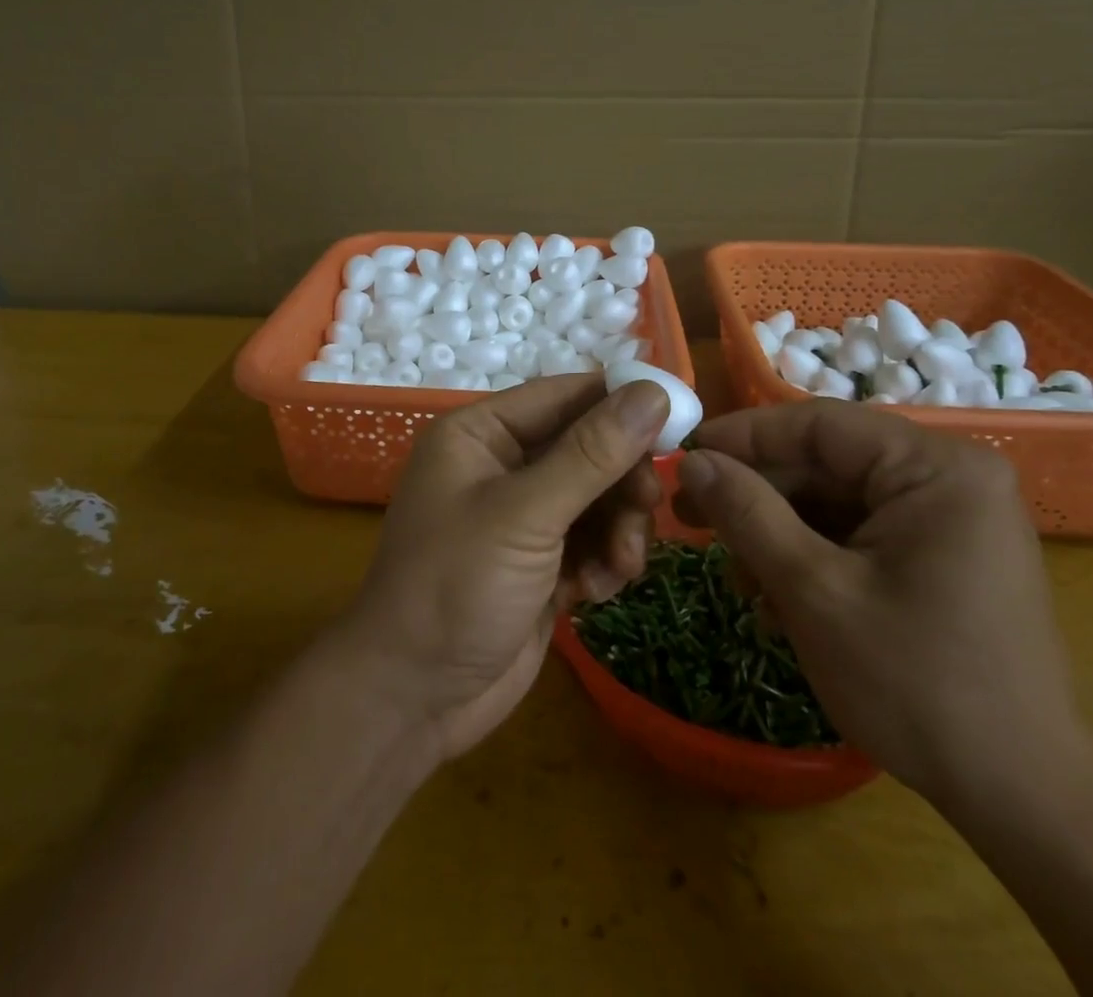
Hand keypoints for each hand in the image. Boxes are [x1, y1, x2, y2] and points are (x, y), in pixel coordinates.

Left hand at [336, 374, 670, 760]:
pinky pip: (593, 539)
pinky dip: (604, 560)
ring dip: (620, 527)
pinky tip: (595, 592)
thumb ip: (592, 454)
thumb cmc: (455, 587)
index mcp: (482, 433)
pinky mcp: (541, 561)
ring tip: (621, 566)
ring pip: (599, 496)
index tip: (679, 422)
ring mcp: (523, 516)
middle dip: (622, 481)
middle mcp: (502, 464)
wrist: (413, 700)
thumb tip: (652, 392)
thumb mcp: (525, 514)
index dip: (622, 403)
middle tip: (647, 507)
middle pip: (590, 447)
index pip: (565, 395)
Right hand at [675, 401, 1084, 801]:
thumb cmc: (917, 685)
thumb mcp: (814, 591)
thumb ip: (747, 514)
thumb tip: (691, 461)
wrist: (1023, 800)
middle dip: (757, 493)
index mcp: (936, 468)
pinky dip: (811, 555)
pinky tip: (776, 596)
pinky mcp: (941, 554)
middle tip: (689, 517)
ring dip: (778, 531)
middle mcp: (948, 478)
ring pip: (836, 499)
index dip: (744, 436)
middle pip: (826, 462)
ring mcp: (949, 518)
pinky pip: (859, 532)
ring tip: (735, 575)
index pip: (818, 424)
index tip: (683, 456)